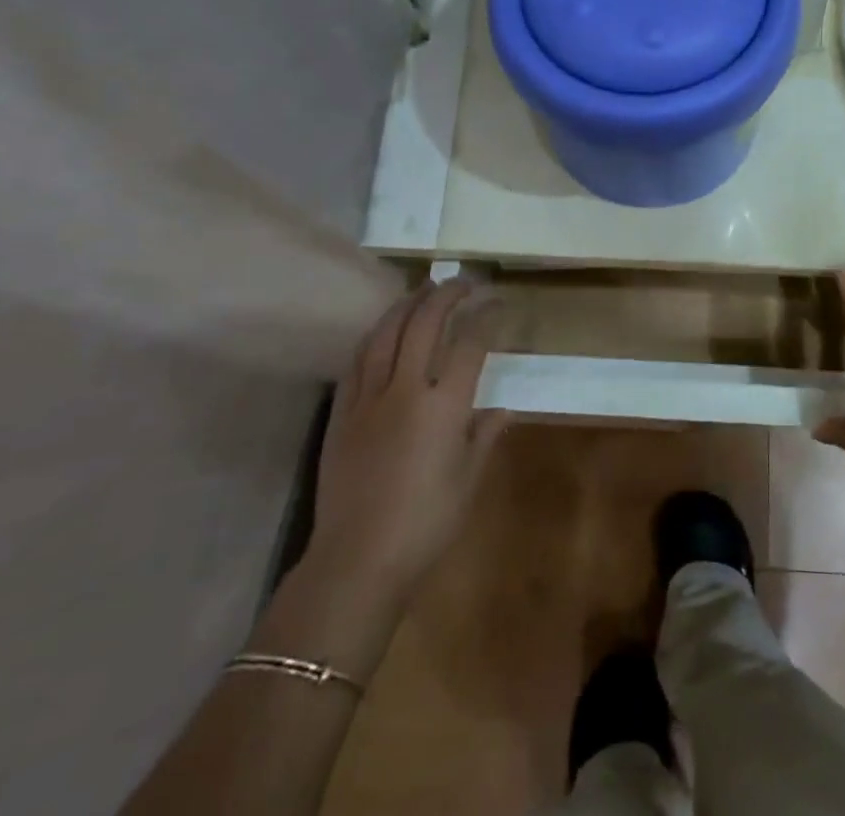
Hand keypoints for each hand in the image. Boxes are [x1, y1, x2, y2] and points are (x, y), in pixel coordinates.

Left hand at [308, 282, 507, 609]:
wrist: (356, 562)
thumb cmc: (425, 524)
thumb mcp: (468, 482)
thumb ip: (484, 438)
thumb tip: (502, 411)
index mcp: (444, 406)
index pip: (470, 344)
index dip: (486, 317)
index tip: (497, 303)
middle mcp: (406, 390)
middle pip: (425, 325)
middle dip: (446, 295)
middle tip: (462, 282)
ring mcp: (369, 399)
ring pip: (386, 334)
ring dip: (407, 305)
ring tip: (422, 289)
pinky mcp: (342, 413)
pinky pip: (357, 361)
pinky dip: (374, 336)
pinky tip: (382, 329)